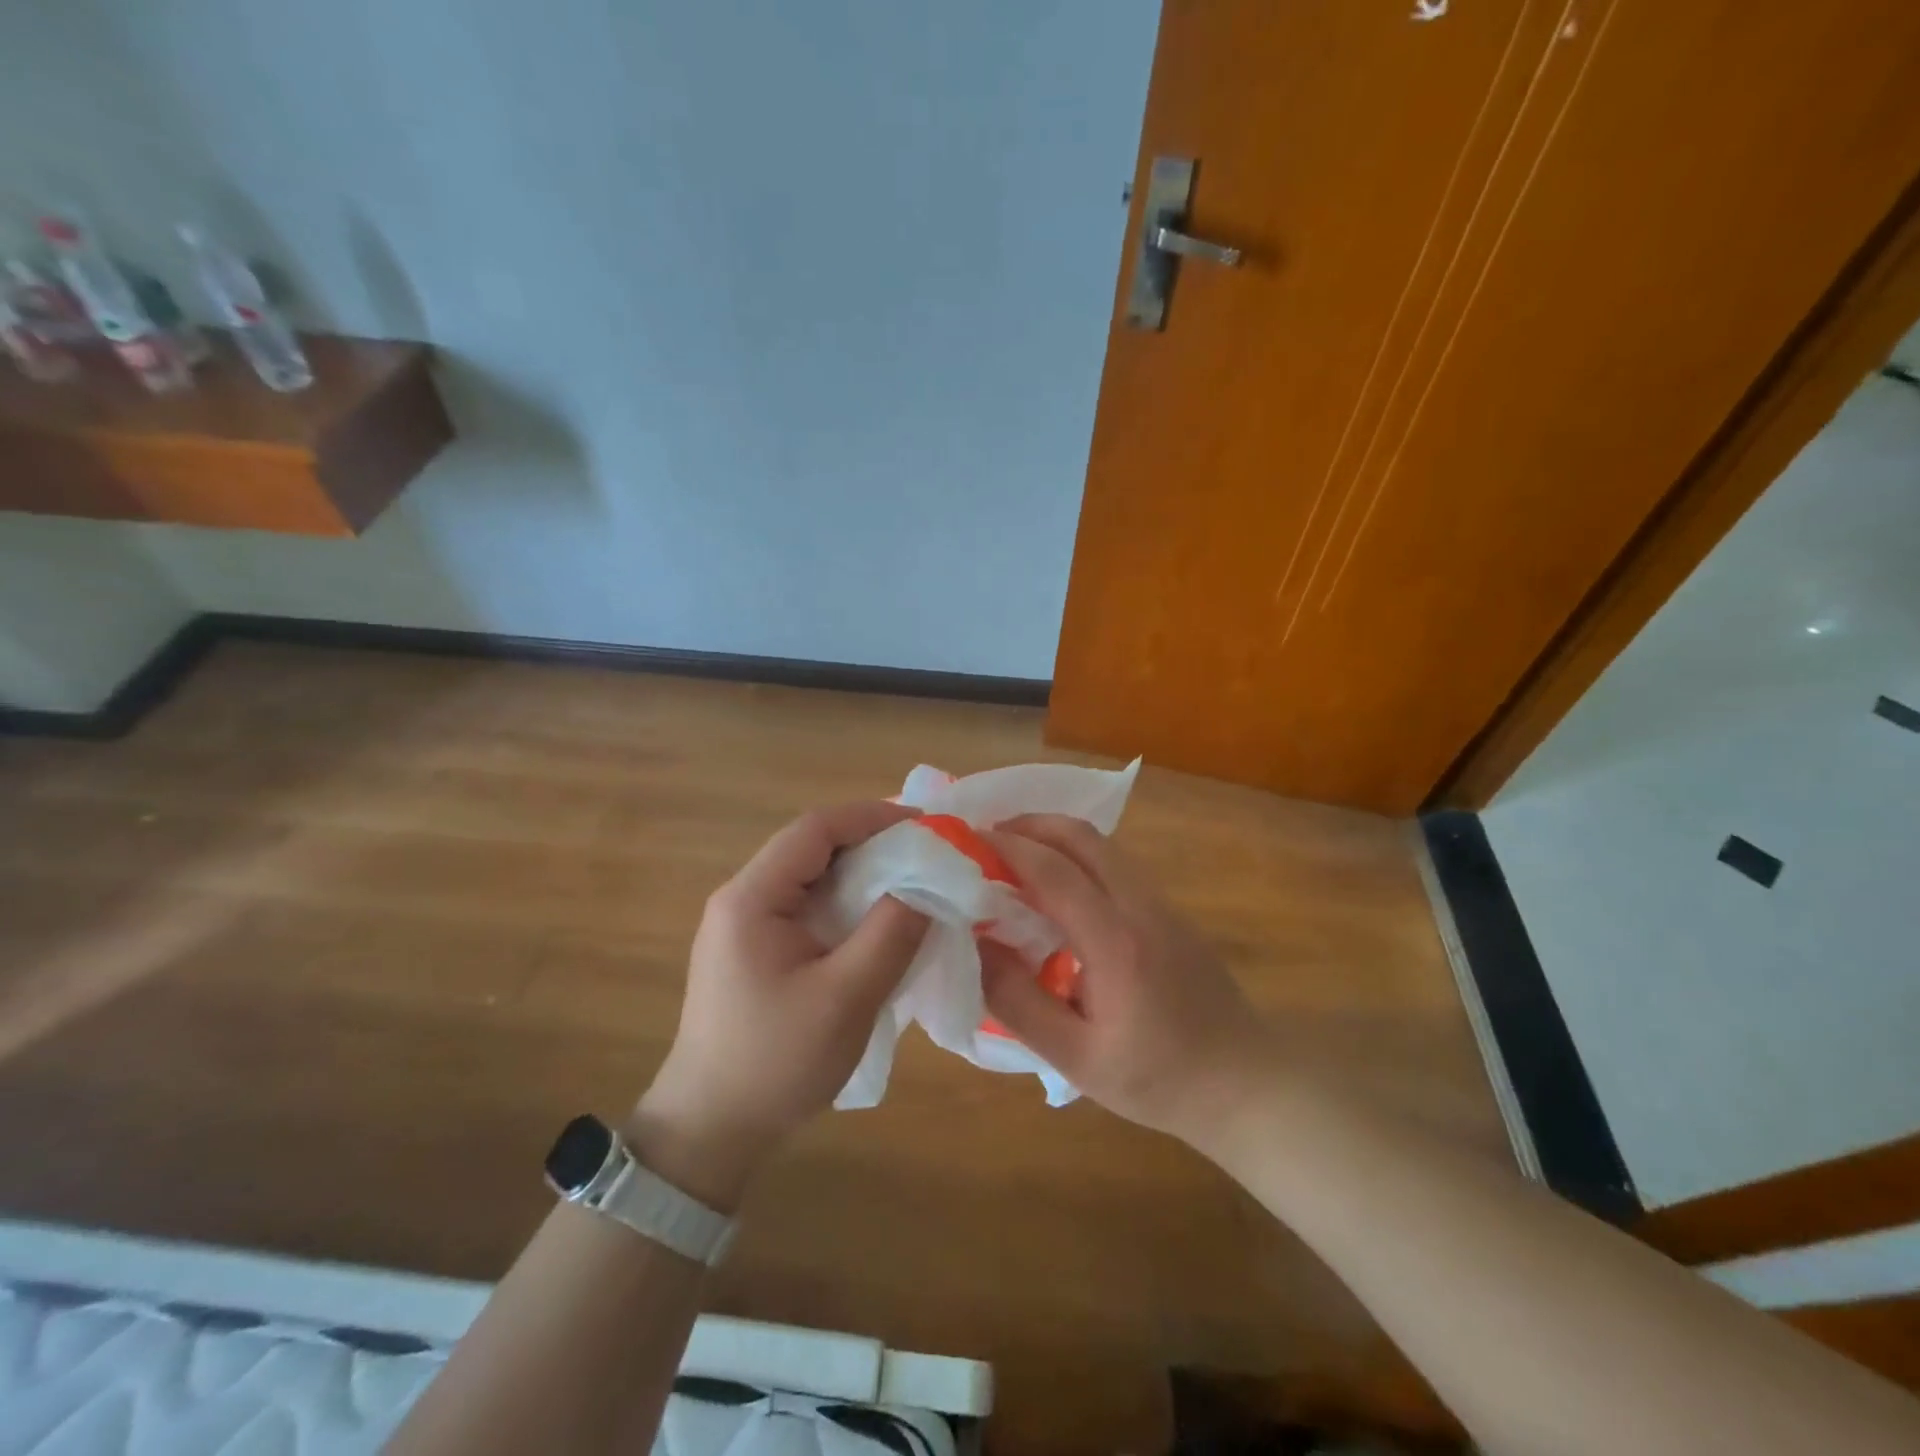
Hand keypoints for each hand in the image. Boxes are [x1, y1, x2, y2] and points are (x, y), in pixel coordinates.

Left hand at [631, 802, 928, 1209]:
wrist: (710, 1132)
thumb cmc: (776, 1062)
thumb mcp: (846, 997)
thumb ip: (891, 933)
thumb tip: (929, 884)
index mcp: (752, 898)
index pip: (815, 829)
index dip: (872, 817)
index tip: (926, 826)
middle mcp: (742, 898)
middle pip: (812, 847)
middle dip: (871, 843)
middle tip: (928, 855)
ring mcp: (743, 924)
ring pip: (811, 876)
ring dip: (861, 873)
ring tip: (913, 883)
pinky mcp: (754, 949)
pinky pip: (806, 906)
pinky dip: (846, 902)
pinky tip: (877, 921)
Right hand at [978, 814, 1265, 1145]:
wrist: (1246, 1083)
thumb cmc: (1158, 1079)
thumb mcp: (1076, 1058)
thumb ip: (1018, 1001)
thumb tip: (976, 943)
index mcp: (1116, 943)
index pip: (1054, 872)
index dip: (1008, 848)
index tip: (968, 842)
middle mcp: (1141, 907)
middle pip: (1082, 837)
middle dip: (1030, 825)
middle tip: (988, 839)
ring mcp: (1162, 904)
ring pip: (1102, 846)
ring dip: (1054, 838)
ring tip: (1014, 856)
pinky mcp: (1170, 912)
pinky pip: (1115, 865)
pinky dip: (1077, 857)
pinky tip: (1057, 888)